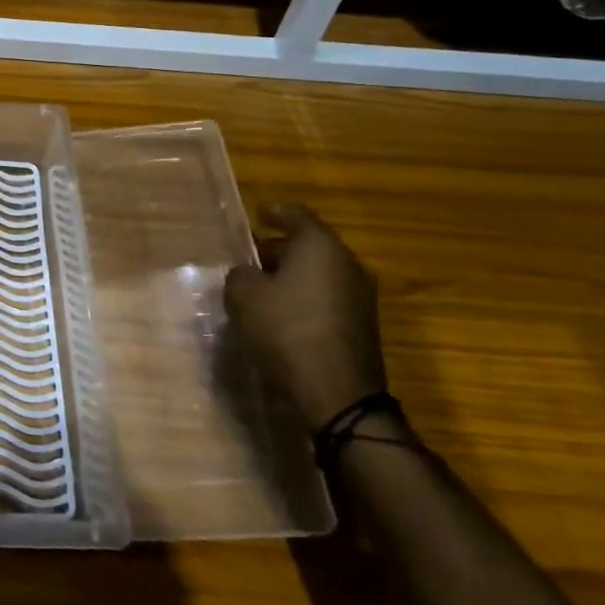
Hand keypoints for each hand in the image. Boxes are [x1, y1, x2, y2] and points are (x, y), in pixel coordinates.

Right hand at [223, 203, 384, 431]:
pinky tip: (284, 317)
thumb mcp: (242, 295)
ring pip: (320, 272)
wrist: (337, 391)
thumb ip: (240, 274)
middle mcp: (347, 261)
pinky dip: (306, 298)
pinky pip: (328, 297)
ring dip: (293, 277)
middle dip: (278, 249)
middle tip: (249, 262)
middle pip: (309, 244)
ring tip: (263, 292)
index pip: (294, 213)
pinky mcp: (363, 323)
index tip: (256, 217)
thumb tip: (250, 274)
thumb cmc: (285, 329)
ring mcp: (361, 294)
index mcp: (319, 244)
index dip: (272, 213)